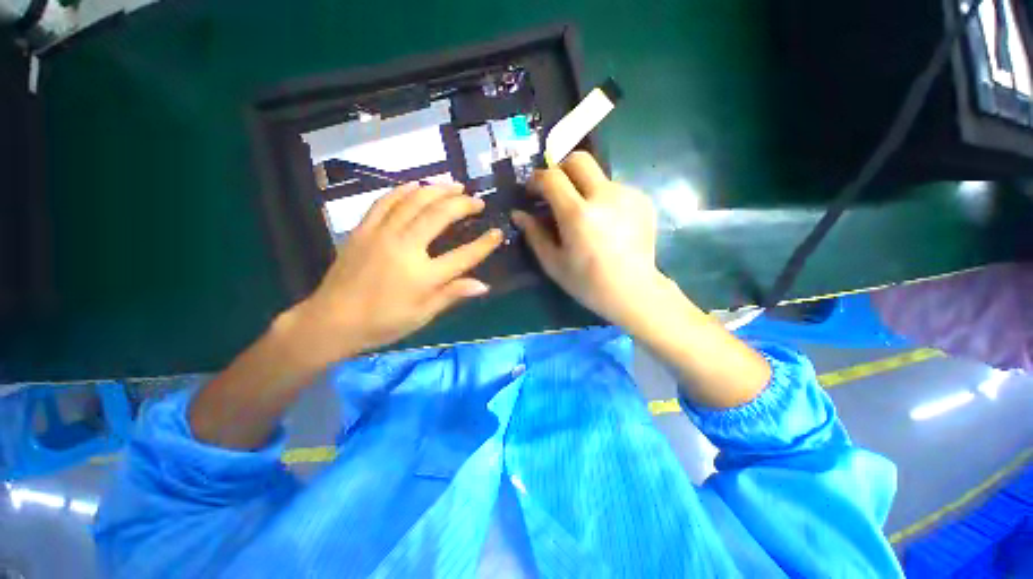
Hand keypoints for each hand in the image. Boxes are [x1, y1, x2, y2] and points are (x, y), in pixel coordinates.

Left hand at [291, 182, 502, 364]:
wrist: (331, 321)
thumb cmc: (382, 323)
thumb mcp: (422, 314)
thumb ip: (453, 294)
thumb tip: (484, 285)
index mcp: (423, 276)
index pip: (463, 255)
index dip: (485, 244)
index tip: (498, 232)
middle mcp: (405, 248)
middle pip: (439, 216)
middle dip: (463, 204)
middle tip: (477, 201)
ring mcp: (381, 234)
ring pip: (413, 201)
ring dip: (437, 189)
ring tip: (455, 186)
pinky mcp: (363, 229)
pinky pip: (385, 201)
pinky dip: (403, 190)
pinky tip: (416, 186)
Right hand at [512, 152, 663, 327]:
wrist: (633, 291)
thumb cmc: (588, 282)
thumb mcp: (553, 262)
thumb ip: (534, 234)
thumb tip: (518, 214)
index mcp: (578, 214)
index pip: (551, 177)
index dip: (536, 179)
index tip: (532, 191)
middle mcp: (604, 196)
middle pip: (578, 159)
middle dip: (561, 169)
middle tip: (555, 190)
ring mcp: (628, 195)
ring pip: (598, 175)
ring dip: (583, 187)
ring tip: (583, 214)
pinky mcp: (642, 200)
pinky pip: (614, 188)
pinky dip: (602, 198)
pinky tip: (604, 222)